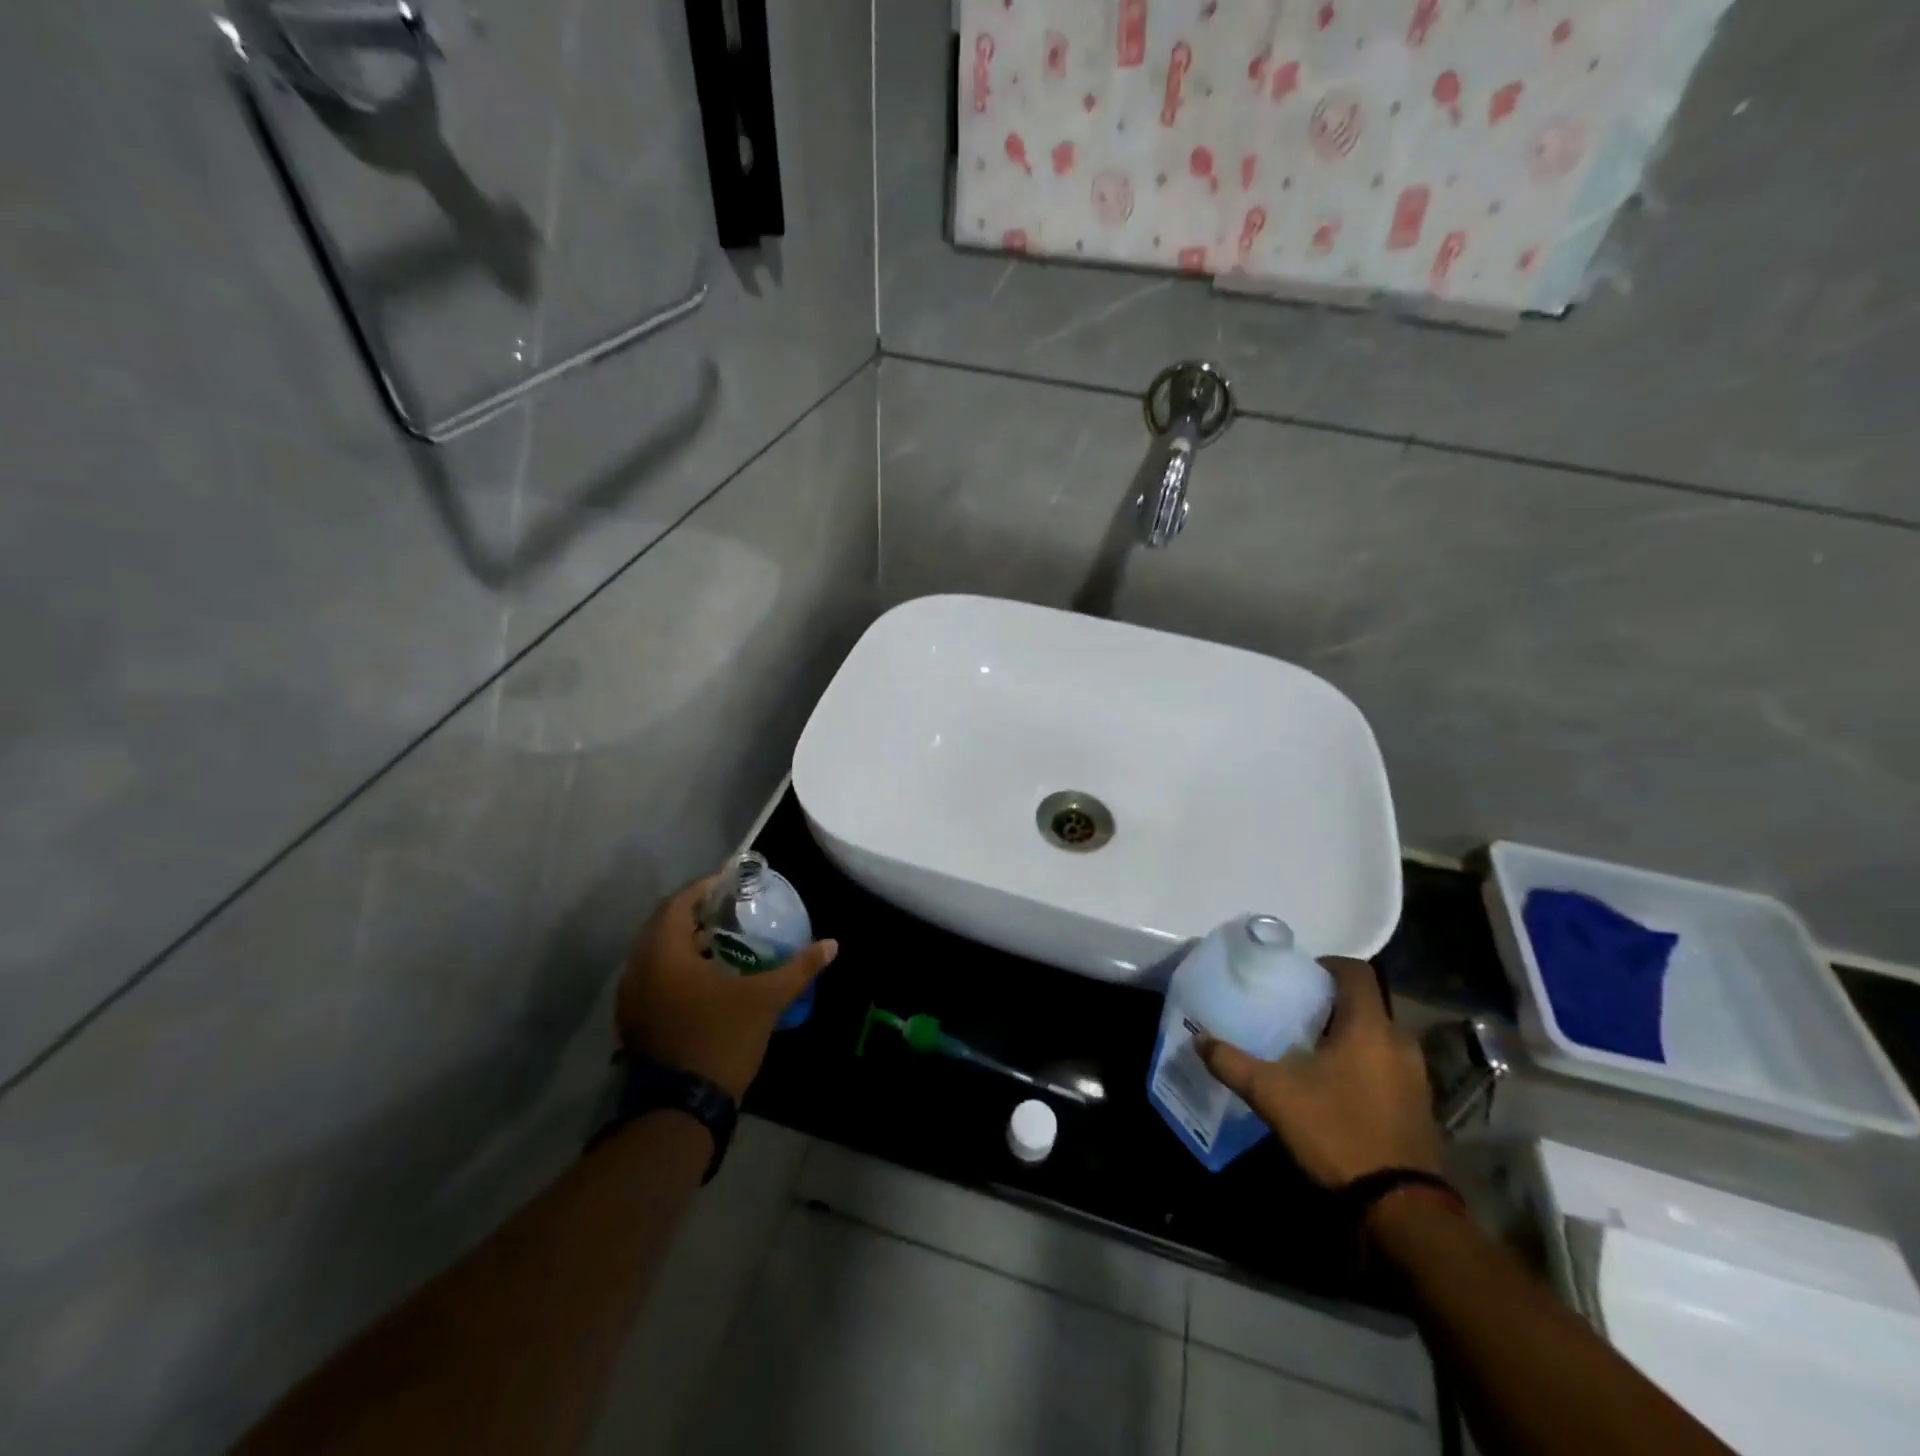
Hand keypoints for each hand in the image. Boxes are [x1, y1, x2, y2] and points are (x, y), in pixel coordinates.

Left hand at [615, 877, 837, 1101]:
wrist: (681, 1109)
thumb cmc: (722, 1039)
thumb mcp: (766, 999)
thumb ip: (799, 967)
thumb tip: (833, 944)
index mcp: (664, 953)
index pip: (679, 903)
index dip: (705, 888)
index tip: (732, 884)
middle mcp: (639, 968)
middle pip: (663, 925)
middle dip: (695, 913)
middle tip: (729, 910)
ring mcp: (631, 997)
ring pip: (655, 953)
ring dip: (684, 941)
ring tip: (721, 940)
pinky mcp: (633, 1020)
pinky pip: (652, 977)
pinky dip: (674, 967)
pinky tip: (704, 978)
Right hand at [1197, 957, 1440, 1187]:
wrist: (1399, 1207)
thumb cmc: (1336, 1130)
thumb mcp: (1272, 1094)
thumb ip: (1232, 1062)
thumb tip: (1199, 1040)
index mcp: (1370, 1026)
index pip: (1355, 971)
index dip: (1326, 965)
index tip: (1296, 976)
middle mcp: (1399, 1041)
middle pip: (1365, 1003)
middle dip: (1330, 1003)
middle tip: (1293, 1012)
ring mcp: (1415, 1075)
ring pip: (1376, 1036)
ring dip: (1347, 1035)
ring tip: (1308, 1048)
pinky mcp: (1419, 1105)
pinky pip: (1386, 1065)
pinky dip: (1361, 1063)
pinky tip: (1333, 1085)